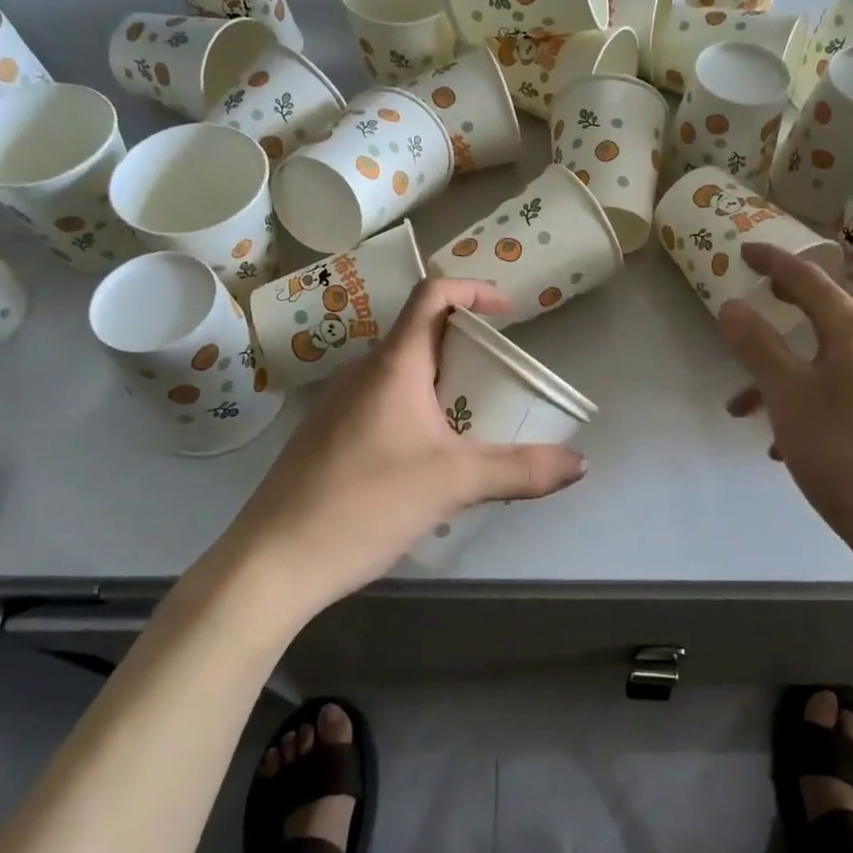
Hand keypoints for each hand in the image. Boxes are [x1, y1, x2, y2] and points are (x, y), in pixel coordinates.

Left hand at [225, 277, 585, 616]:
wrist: (272, 561)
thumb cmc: (365, 504)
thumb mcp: (454, 484)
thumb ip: (521, 471)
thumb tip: (580, 463)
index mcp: (393, 366)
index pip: (432, 296)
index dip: (473, 290)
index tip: (508, 313)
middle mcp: (362, 373)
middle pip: (421, 335)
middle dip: (467, 346)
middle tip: (502, 377)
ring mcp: (338, 405)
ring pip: (401, 374)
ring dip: (441, 382)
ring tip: (474, 419)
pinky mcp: (327, 436)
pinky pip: (382, 404)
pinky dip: (416, 410)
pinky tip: (428, 458)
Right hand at [718, 244, 852, 575]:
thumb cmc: (844, 453)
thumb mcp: (787, 397)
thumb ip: (758, 346)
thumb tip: (732, 305)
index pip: (811, 278)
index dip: (774, 261)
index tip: (744, 251)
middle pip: (831, 310)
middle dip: (789, 307)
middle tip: (757, 303)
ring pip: (835, 358)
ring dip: (790, 369)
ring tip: (747, 410)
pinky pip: (850, 389)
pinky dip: (814, 397)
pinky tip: (788, 441)